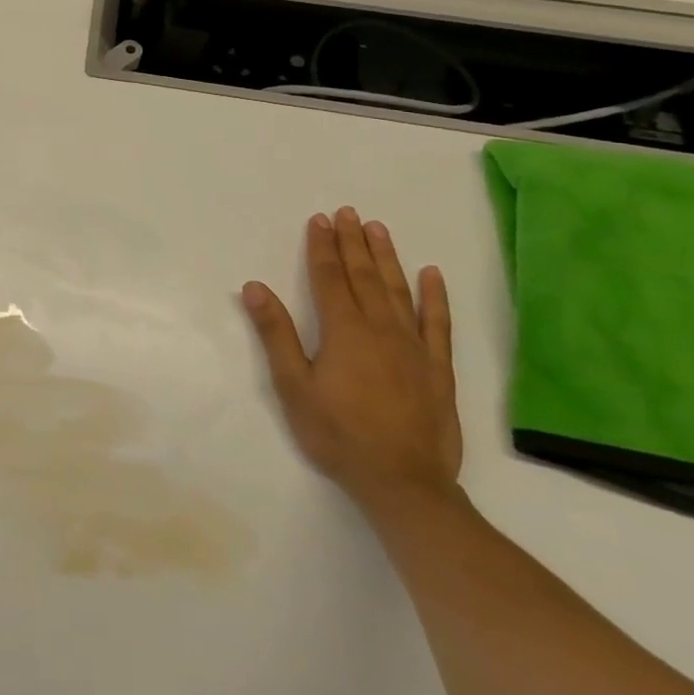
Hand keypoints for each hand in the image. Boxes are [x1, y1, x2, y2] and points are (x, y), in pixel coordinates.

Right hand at [241, 208, 460, 511]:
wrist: (404, 483)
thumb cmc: (338, 434)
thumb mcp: (293, 386)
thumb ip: (276, 334)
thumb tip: (255, 288)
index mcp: (344, 331)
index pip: (330, 278)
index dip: (323, 247)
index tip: (319, 220)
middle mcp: (381, 329)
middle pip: (364, 276)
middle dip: (352, 242)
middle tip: (347, 212)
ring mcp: (414, 347)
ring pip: (398, 290)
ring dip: (386, 257)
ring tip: (378, 228)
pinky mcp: (438, 369)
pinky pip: (438, 323)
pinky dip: (435, 296)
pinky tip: (432, 274)